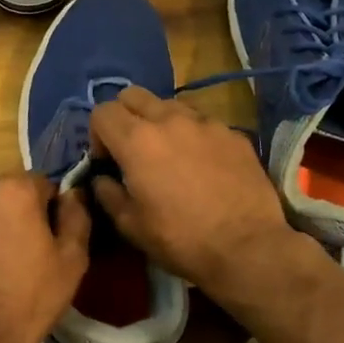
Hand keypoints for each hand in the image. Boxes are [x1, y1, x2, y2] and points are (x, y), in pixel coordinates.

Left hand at [0, 172, 90, 342]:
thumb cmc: (30, 299)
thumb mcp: (73, 260)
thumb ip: (76, 216)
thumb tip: (73, 193)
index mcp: (14, 191)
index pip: (41, 184)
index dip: (49, 209)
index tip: (49, 237)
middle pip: (2, 195)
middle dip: (12, 215)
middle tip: (20, 253)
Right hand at [88, 86, 302, 296]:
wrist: (246, 247)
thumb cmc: (180, 239)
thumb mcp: (130, 225)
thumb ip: (107, 193)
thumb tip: (102, 178)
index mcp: (136, 140)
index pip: (102, 112)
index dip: (97, 135)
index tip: (108, 162)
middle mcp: (169, 119)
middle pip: (133, 95)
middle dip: (125, 116)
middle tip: (133, 149)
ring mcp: (205, 123)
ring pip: (170, 105)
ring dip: (160, 122)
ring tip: (170, 155)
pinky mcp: (233, 133)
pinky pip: (202, 123)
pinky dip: (193, 136)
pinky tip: (203, 166)